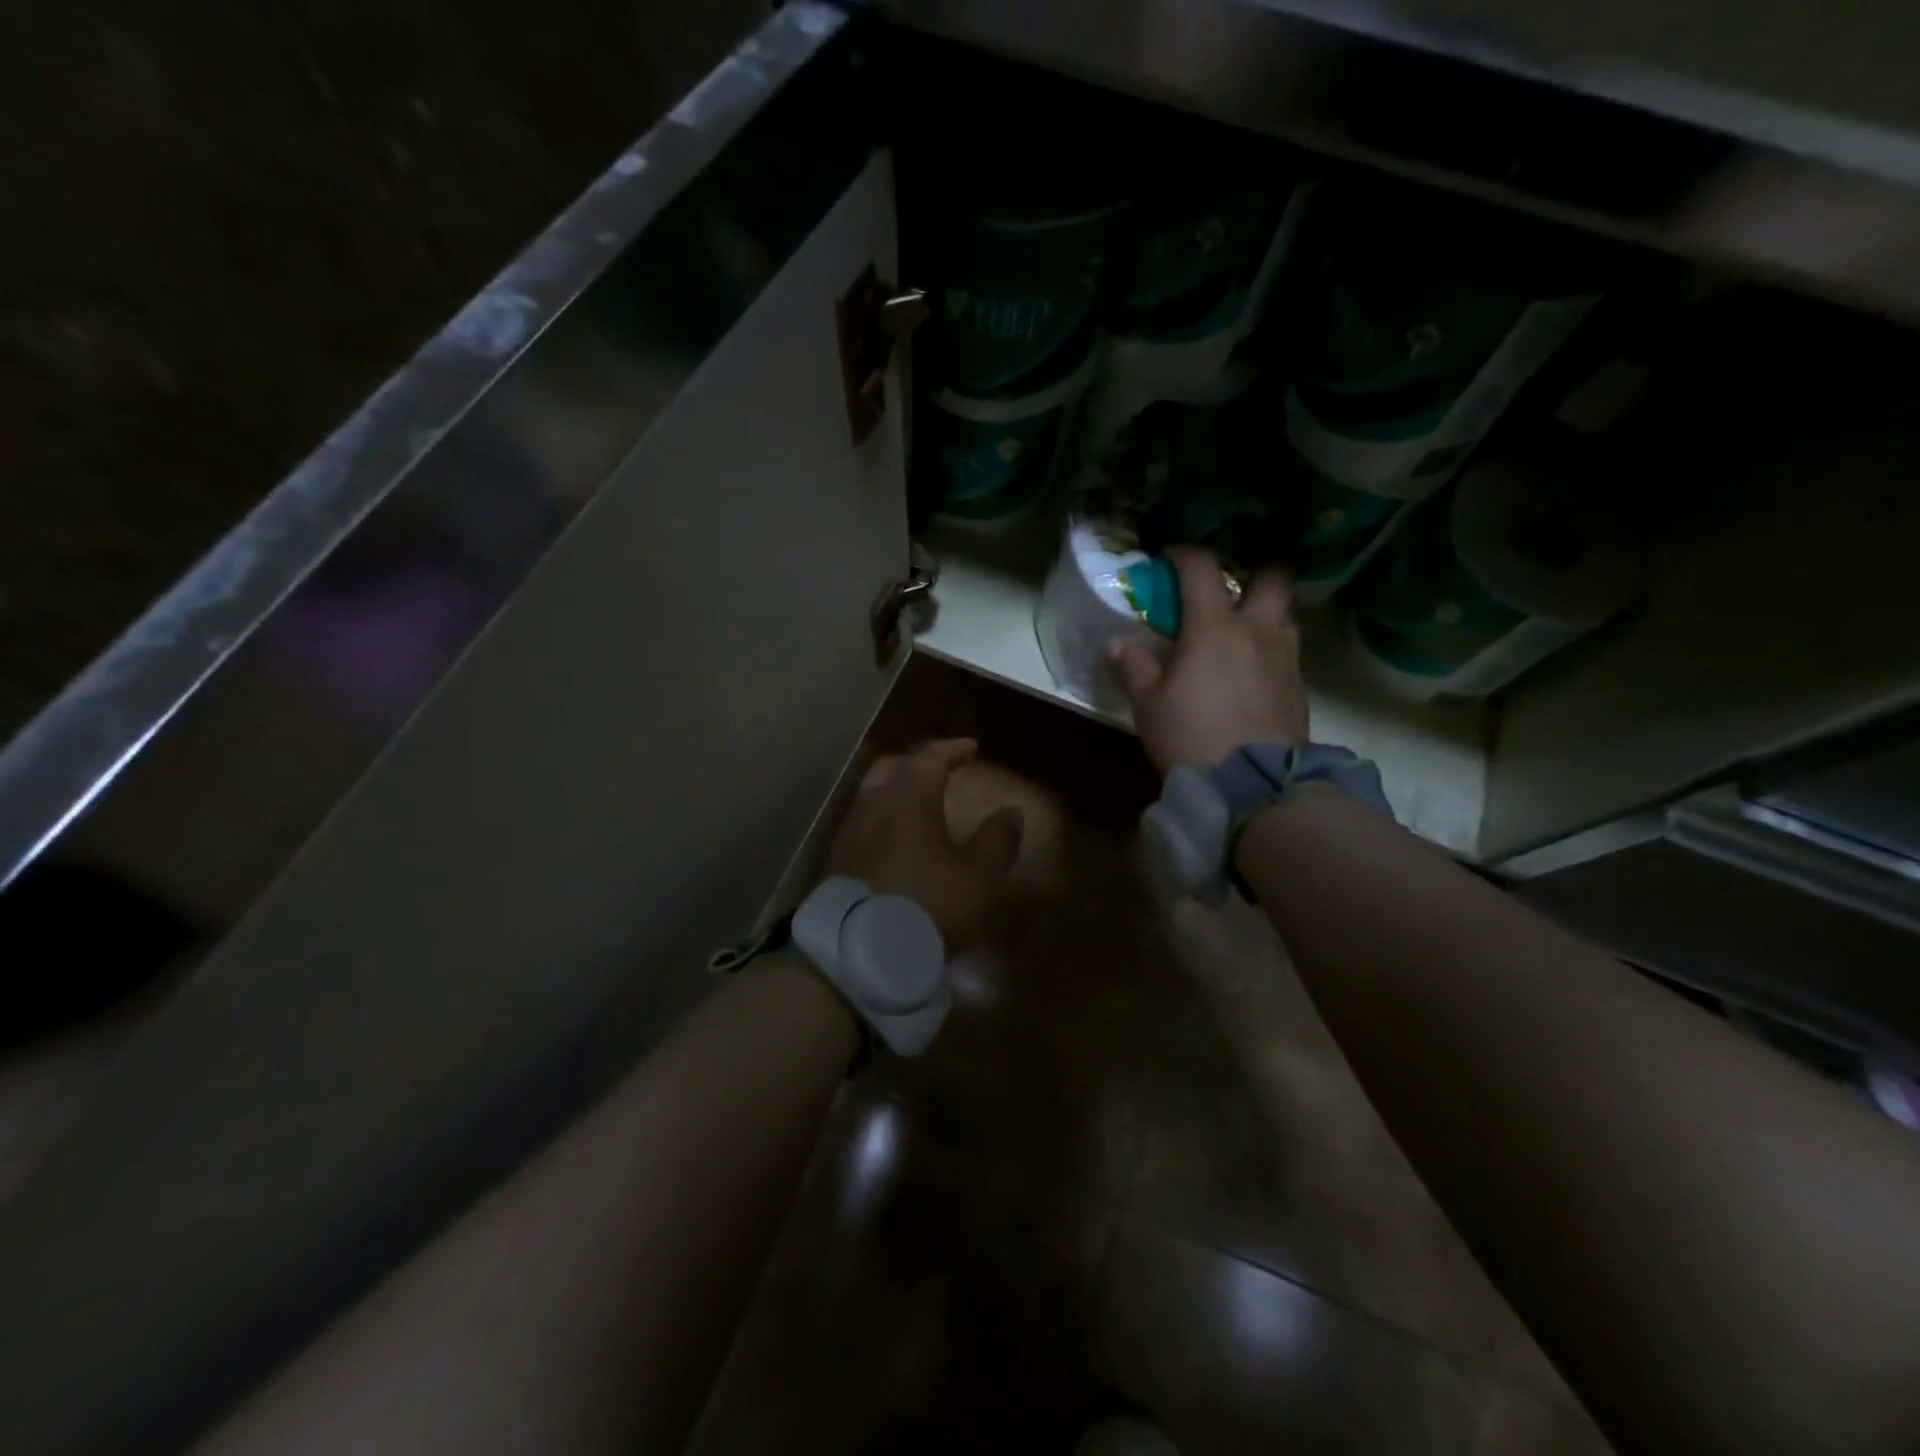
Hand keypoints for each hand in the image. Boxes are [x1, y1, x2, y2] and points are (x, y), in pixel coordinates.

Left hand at [827, 738, 1023, 950]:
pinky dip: (882, 818)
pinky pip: (861, 823)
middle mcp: (873, 805)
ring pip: (871, 794)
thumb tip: (1011, 811)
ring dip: (895, 790)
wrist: (858, 951)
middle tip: (939, 770)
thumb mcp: (977, 878)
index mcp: (908, 798)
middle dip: (917, 763)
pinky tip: (893, 839)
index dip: (951, 749)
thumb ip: (996, 842)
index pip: (929, 758)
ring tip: (917, 803)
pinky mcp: (836, 861)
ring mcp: (849, 833)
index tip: (971, 747)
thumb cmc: (927, 905)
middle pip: (891, 768)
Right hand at [1109, 547, 1308, 774]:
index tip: (1170, 557)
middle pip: (1273, 578)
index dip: (1185, 554)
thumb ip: (1134, 667)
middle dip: (1253, 573)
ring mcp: (1286, 659)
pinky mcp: (1301, 689)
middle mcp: (1258, 631)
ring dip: (1267, 613)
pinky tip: (1254, 674)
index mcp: (1215, 627)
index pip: (1202, 569)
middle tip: (1230, 590)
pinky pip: (1289, 653)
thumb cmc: (1191, 736)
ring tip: (1242, 633)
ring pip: (1286, 615)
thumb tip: (1117, 643)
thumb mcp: (1149, 705)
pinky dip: (1272, 651)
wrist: (1253, 786)